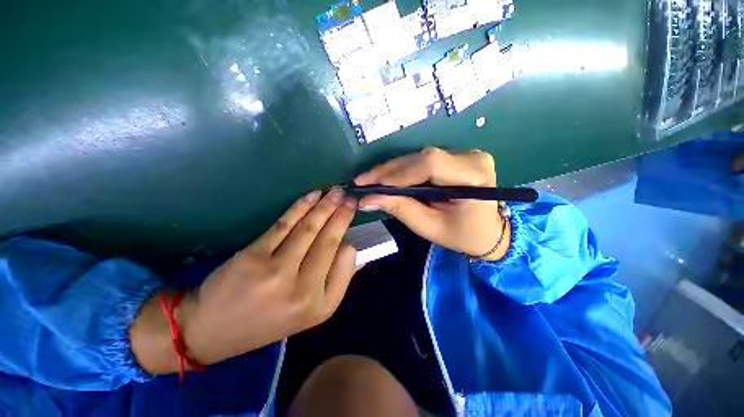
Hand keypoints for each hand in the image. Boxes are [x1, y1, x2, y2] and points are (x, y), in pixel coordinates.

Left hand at [130, 189, 358, 372]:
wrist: (211, 330)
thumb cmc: (267, 322)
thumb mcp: (310, 313)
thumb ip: (337, 282)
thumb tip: (358, 253)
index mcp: (322, 305)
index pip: (348, 260)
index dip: (349, 241)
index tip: (348, 229)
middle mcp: (305, 290)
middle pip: (330, 240)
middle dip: (343, 215)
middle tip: (351, 199)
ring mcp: (278, 271)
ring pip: (310, 228)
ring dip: (326, 206)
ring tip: (337, 192)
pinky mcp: (255, 255)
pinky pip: (286, 224)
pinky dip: (302, 206)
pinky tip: (313, 196)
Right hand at [354, 147, 508, 260]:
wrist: (489, 231)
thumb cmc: (462, 235)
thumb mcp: (429, 227)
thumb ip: (400, 209)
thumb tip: (367, 199)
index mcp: (473, 177)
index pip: (430, 164)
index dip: (397, 172)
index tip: (371, 184)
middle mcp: (472, 158)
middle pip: (422, 157)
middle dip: (389, 170)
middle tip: (363, 181)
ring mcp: (466, 154)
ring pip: (419, 157)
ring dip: (393, 169)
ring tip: (371, 180)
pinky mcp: (456, 157)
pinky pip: (423, 160)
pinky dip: (403, 170)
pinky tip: (387, 177)